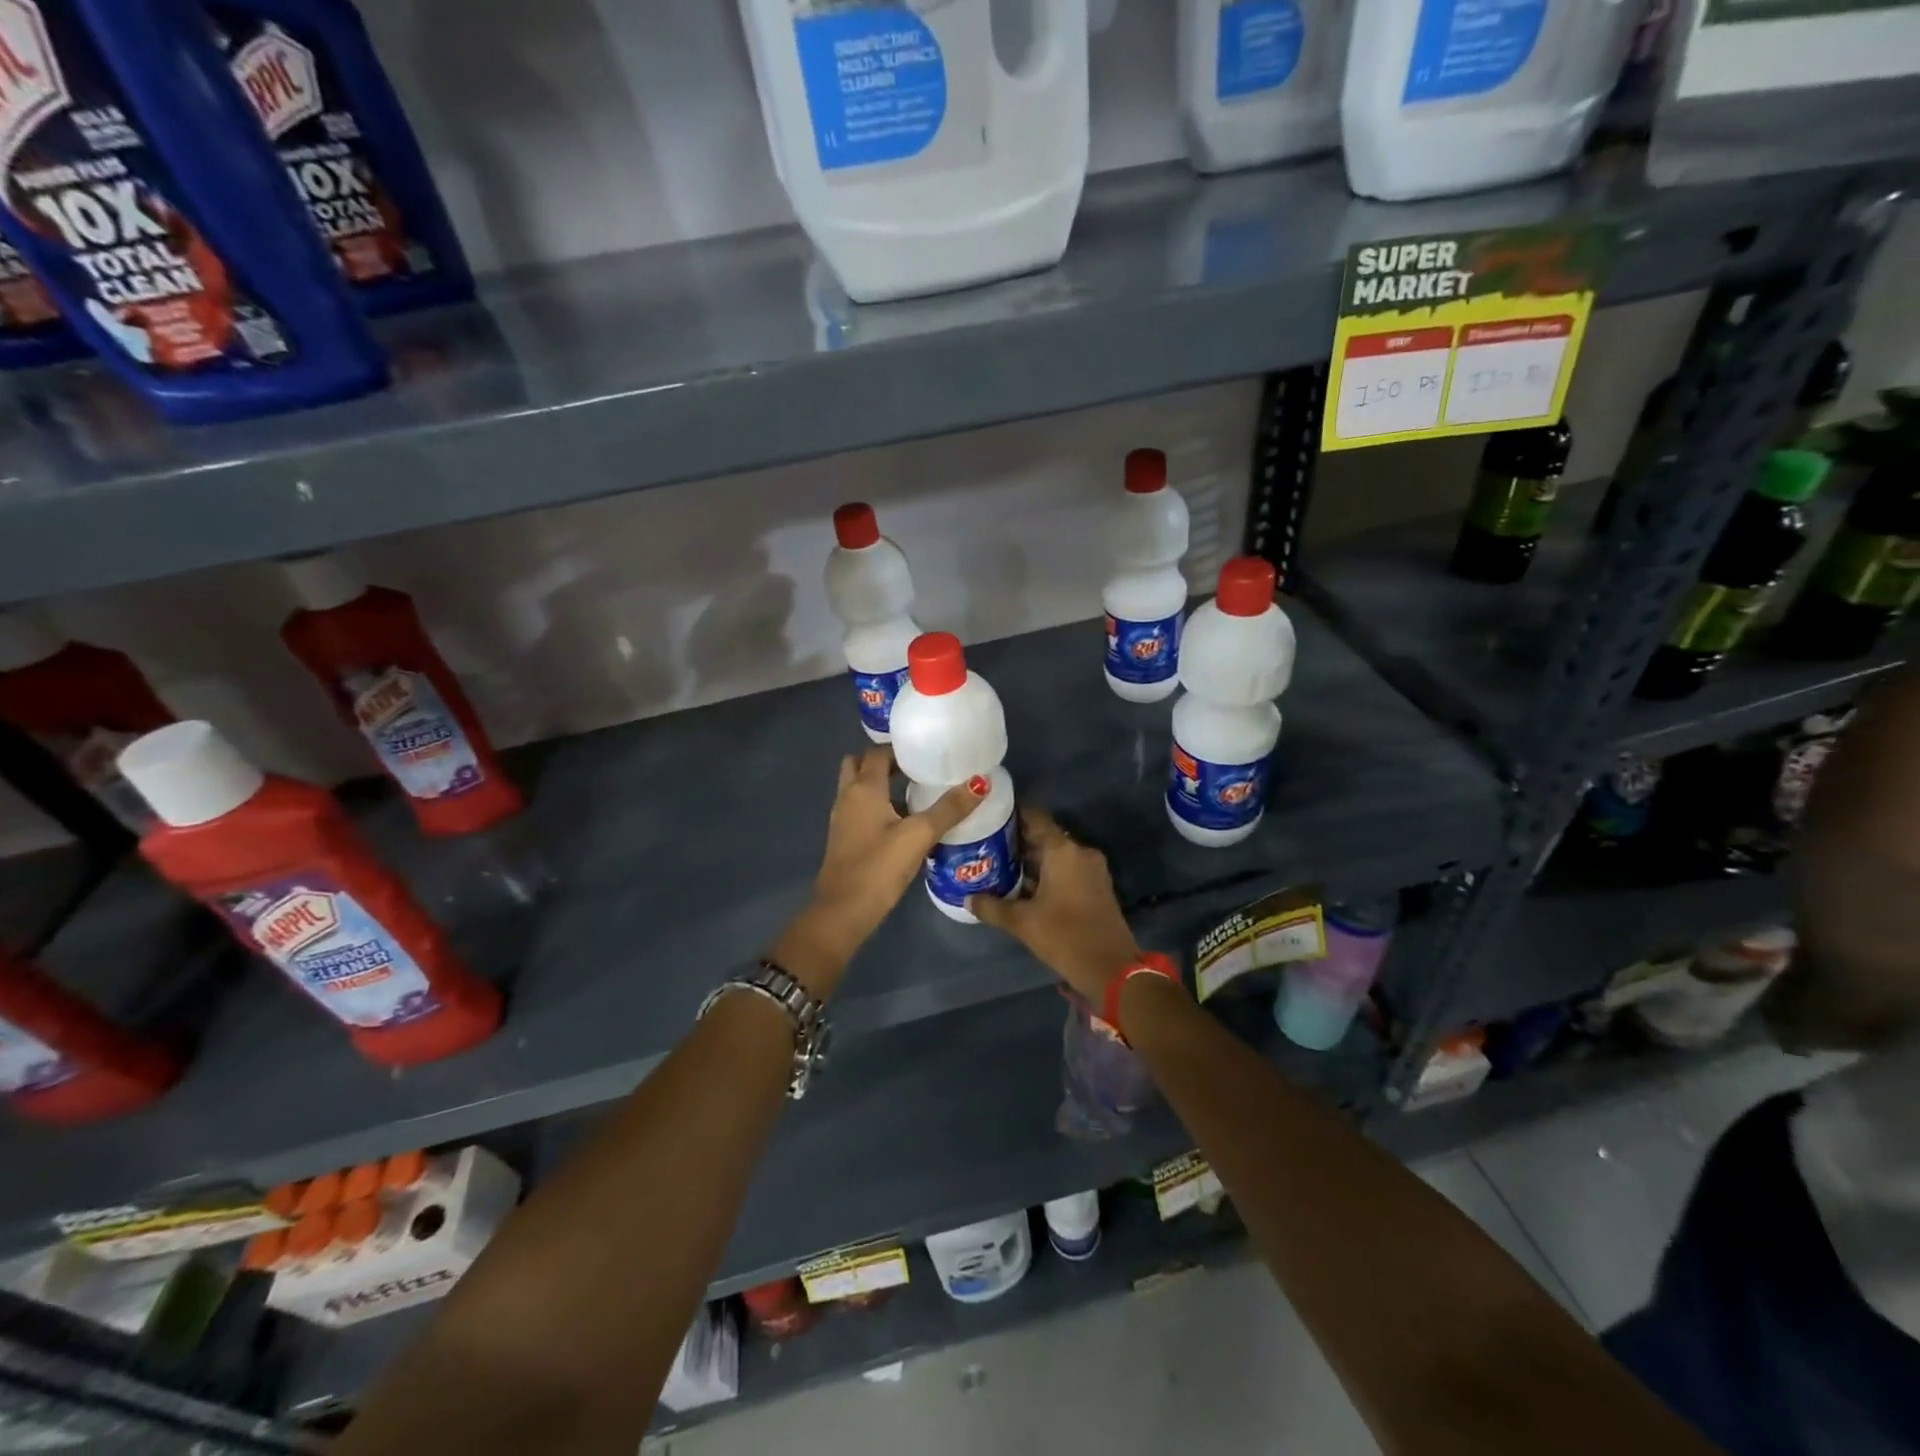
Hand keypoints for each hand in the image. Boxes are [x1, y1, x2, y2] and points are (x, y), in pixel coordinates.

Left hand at [770, 747, 983, 998]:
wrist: (842, 912)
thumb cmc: (879, 867)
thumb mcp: (919, 836)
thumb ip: (949, 809)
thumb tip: (981, 782)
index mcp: (863, 789)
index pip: (877, 753)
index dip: (899, 749)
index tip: (925, 753)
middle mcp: (848, 797)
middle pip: (860, 766)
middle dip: (884, 764)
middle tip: (916, 770)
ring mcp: (842, 820)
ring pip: (859, 790)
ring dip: (881, 786)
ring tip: (916, 794)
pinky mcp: (844, 840)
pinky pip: (860, 811)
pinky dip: (878, 808)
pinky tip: (904, 825)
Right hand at [968, 807, 1139, 1003]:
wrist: (1112, 969)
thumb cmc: (1064, 936)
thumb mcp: (1022, 922)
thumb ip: (992, 907)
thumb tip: (968, 899)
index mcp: (1062, 850)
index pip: (1035, 818)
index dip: (1012, 815)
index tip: (990, 818)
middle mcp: (1079, 852)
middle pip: (1045, 836)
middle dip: (1018, 842)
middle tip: (988, 846)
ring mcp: (1092, 869)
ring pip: (1056, 855)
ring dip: (1032, 860)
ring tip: (1000, 867)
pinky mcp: (1097, 886)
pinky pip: (1067, 869)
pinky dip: (1047, 873)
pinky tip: (1024, 887)